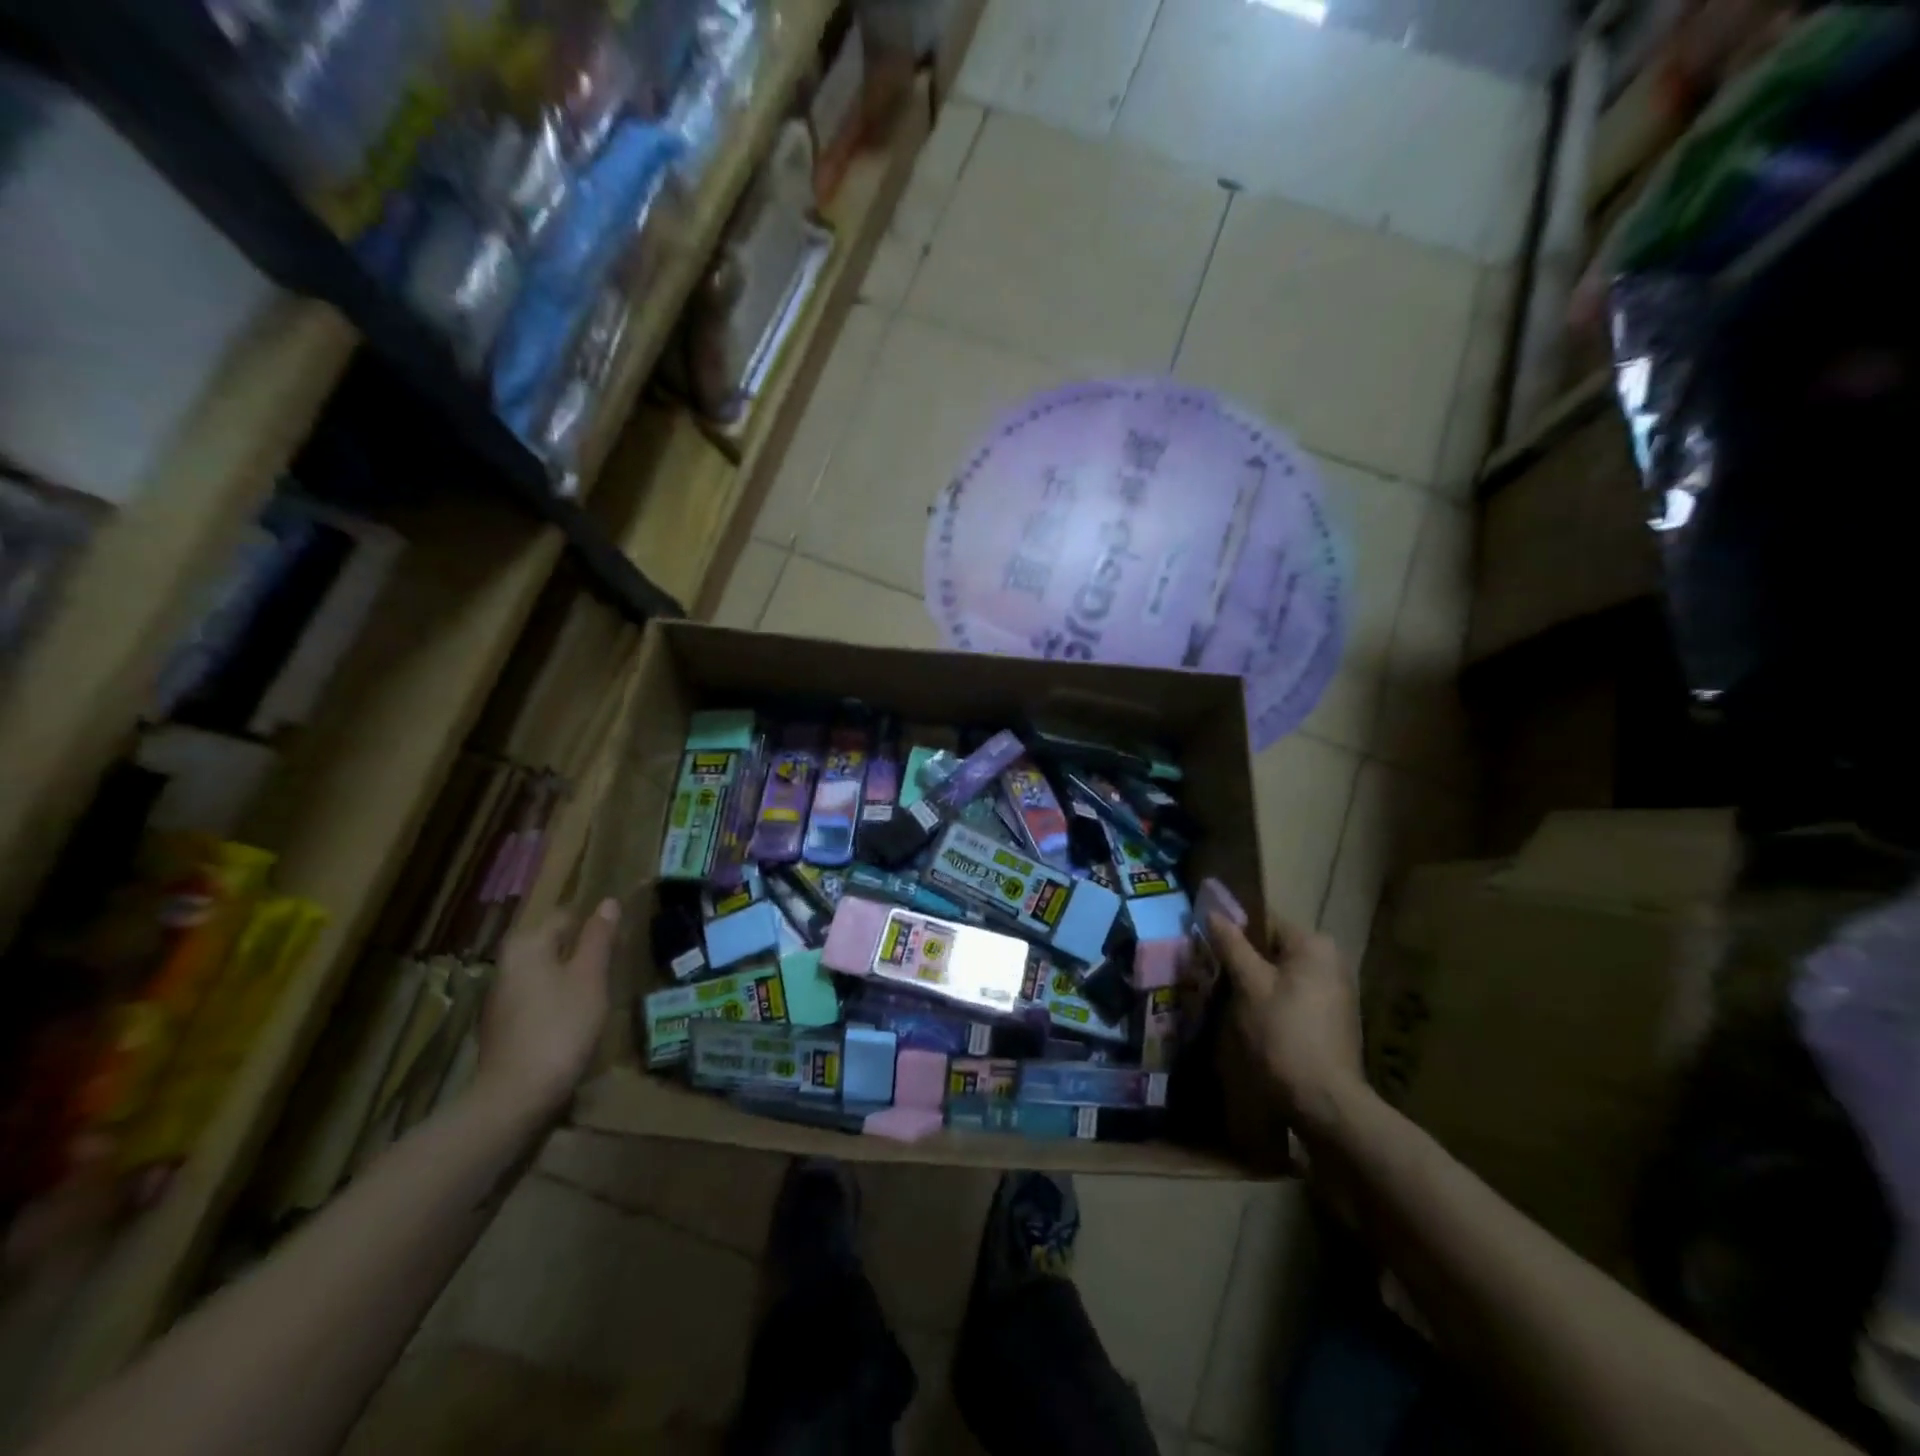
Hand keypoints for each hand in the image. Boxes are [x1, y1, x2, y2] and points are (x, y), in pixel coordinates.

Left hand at [475, 899, 618, 1119]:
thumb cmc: (561, 1025)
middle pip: (553, 944)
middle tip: (613, 966)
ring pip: (545, 972)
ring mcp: (501, 996)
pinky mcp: (503, 1025)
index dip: (594, 925)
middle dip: (582, 951)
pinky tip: (576, 1018)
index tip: (618, 940)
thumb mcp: (589, 976)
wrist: (517, 1095)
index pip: (566, 916)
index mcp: (526, 945)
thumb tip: (607, 902)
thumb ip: (598, 937)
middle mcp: (507, 963)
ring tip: (600, 991)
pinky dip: (557, 1001)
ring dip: (570, 977)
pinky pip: (537, 998)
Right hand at [1208, 913, 1363, 1132]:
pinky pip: (1295, 994)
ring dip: (1256, 982)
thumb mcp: (1249, 985)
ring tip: (1228, 999)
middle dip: (1244, 959)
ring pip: (1283, 973)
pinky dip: (1274, 1000)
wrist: (1325, 1102)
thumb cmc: (1283, 1034)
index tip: (1207, 946)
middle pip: (1274, 948)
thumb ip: (1231, 945)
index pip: (1264, 921)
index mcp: (1315, 944)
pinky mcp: (1334, 1017)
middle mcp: (1332, 960)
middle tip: (1214, 975)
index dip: (1233, 931)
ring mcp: (1337, 990)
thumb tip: (1213, 912)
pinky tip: (1255, 1019)